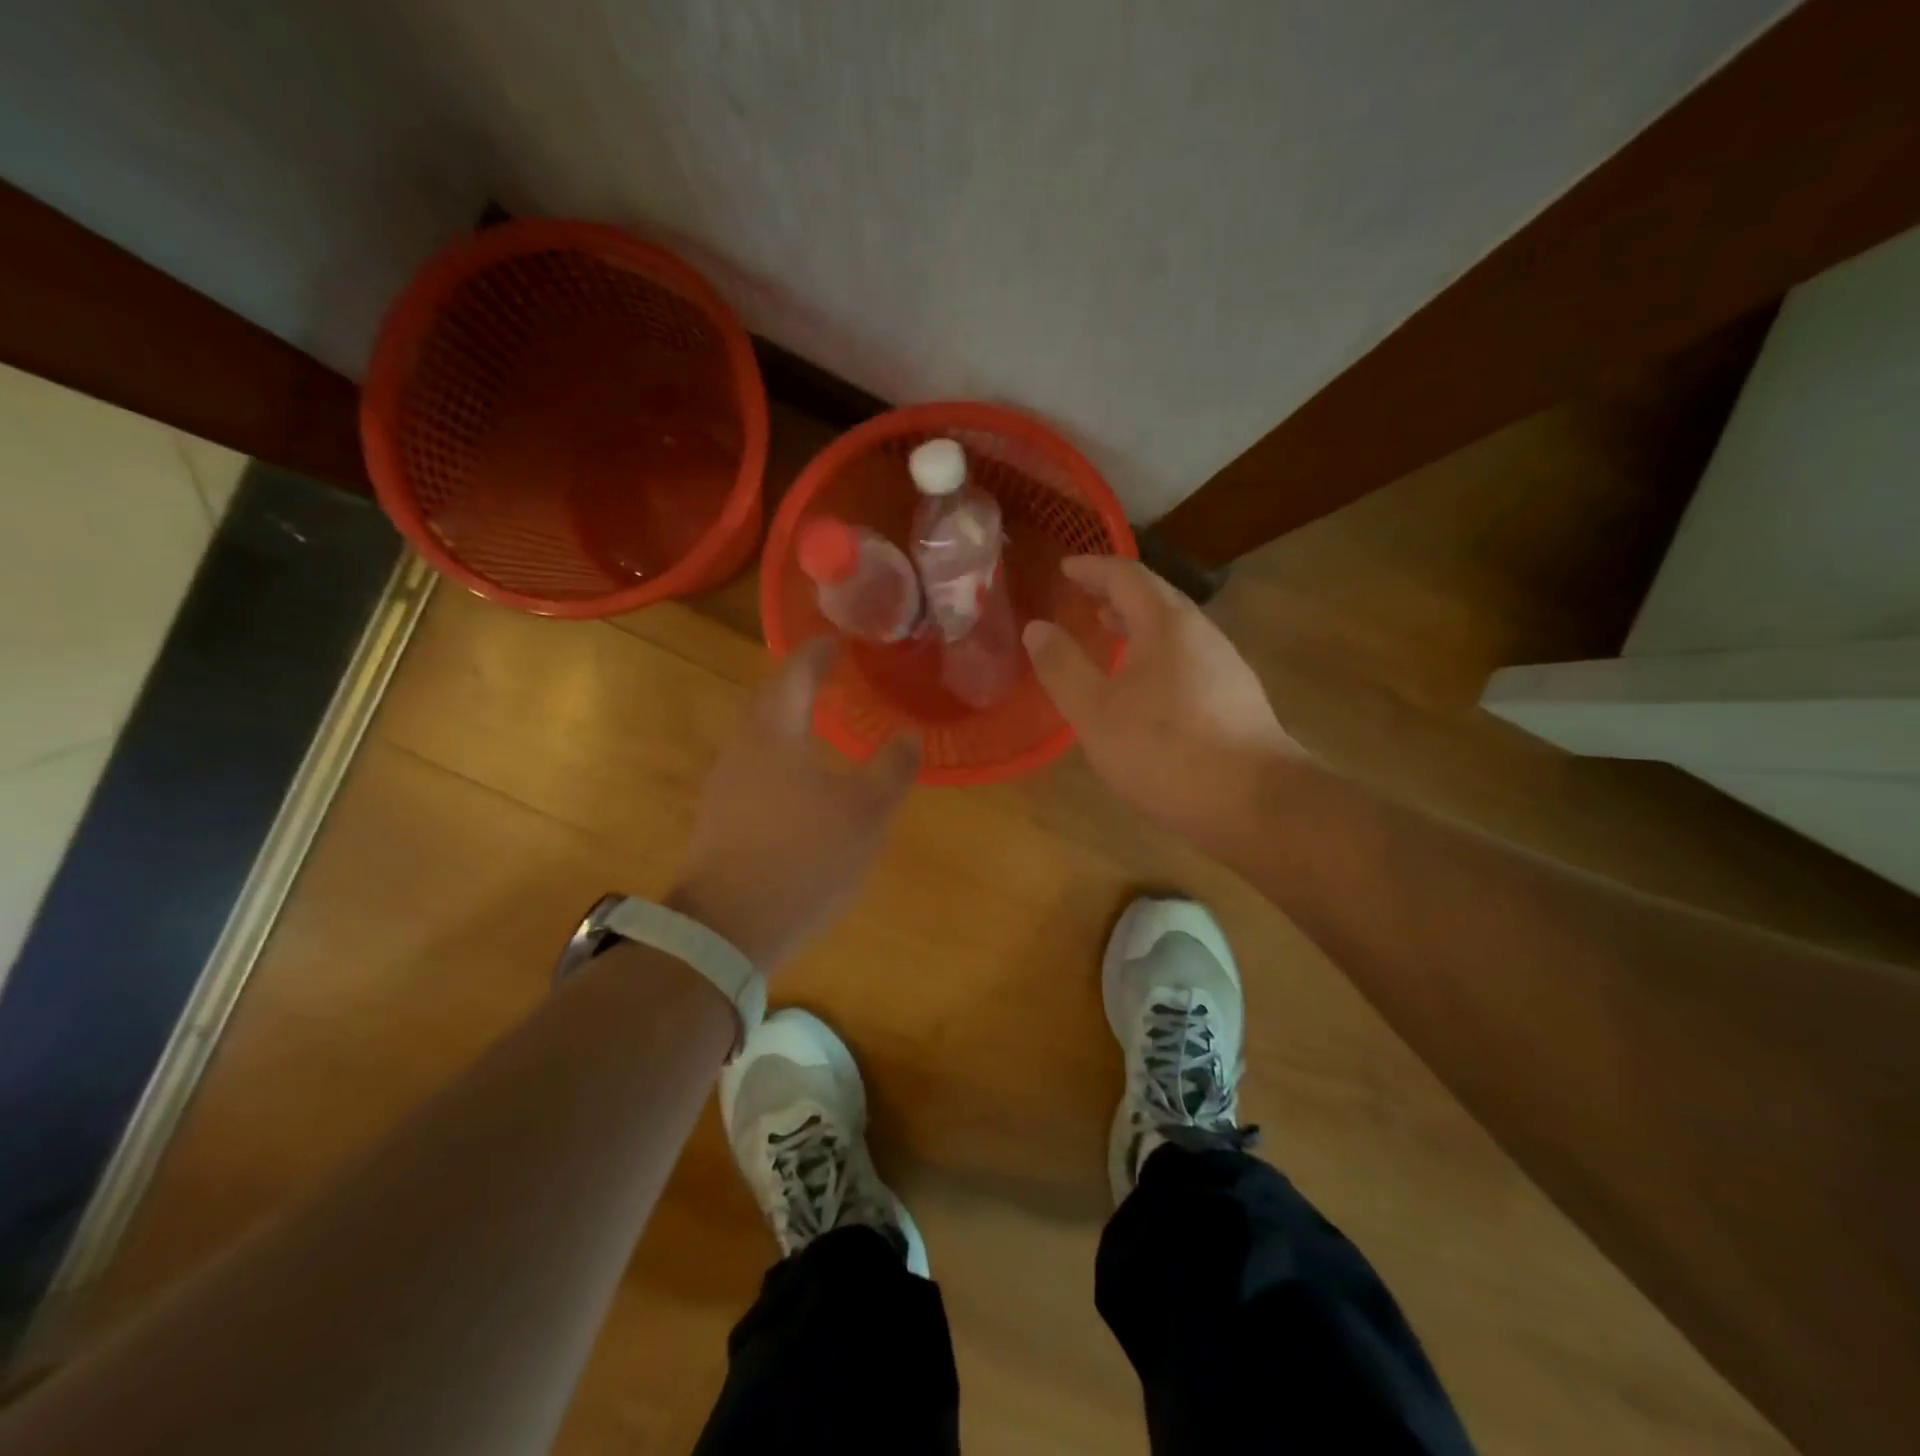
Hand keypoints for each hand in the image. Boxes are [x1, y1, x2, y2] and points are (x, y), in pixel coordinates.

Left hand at [670, 639, 917, 971]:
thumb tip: (908, 735)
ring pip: (758, 736)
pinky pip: (753, 768)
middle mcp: (743, 749)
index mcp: (776, 733)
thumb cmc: (804, 856)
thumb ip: (891, 769)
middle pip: (768, 700)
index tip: (834, 642)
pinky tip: (798, 781)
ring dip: (786, 721)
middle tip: (828, 677)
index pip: (795, 674)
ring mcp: (725, 785)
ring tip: (818, 725)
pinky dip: (778, 756)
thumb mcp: (865, 812)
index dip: (817, 654)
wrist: (729, 927)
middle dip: (797, 684)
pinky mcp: (719, 819)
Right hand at [1022, 556, 1301, 842]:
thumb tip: (1036, 628)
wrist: (1256, 803)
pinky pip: (1186, 659)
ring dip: (1136, 626)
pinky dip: (1154, 655)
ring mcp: (1225, 667)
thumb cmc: (1166, 751)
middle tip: (1081, 600)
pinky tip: (1143, 689)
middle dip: (1114, 595)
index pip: (1125, 575)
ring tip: (1107, 637)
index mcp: (1166, 624)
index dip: (1091, 568)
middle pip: (1155, 598)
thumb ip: (1062, 667)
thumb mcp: (1096, 711)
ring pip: (1173, 631)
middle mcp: (1201, 634)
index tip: (1064, 569)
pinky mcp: (1235, 700)